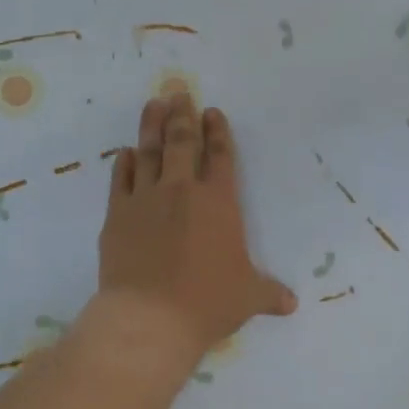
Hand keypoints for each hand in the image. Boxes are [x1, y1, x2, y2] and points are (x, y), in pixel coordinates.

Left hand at [96, 94, 296, 365]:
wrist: (149, 317)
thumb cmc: (207, 303)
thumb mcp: (247, 298)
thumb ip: (269, 294)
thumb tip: (291, 304)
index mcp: (219, 203)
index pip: (220, 156)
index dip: (217, 132)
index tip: (212, 112)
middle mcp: (182, 191)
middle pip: (181, 142)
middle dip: (182, 114)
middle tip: (178, 91)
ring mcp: (145, 199)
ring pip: (149, 152)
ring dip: (151, 125)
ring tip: (153, 103)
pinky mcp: (117, 215)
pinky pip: (120, 180)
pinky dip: (124, 163)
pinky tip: (125, 152)